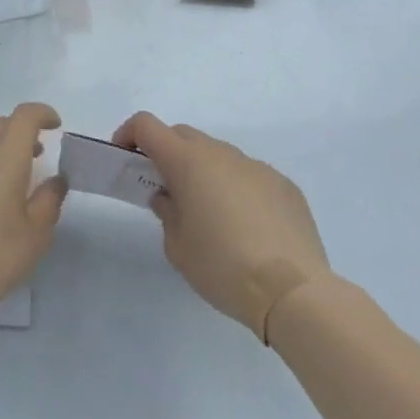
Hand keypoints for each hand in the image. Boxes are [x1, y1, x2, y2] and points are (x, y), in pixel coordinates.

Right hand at [114, 111, 329, 339]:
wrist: (293, 292)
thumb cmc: (223, 267)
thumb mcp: (177, 247)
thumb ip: (166, 212)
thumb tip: (169, 197)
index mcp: (188, 161)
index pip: (147, 126)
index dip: (129, 134)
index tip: (125, 159)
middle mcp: (221, 153)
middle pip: (182, 135)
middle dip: (166, 152)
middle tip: (164, 188)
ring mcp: (256, 167)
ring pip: (218, 155)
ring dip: (204, 171)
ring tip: (209, 213)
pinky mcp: (284, 185)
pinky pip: (249, 175)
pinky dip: (236, 188)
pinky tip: (246, 227)